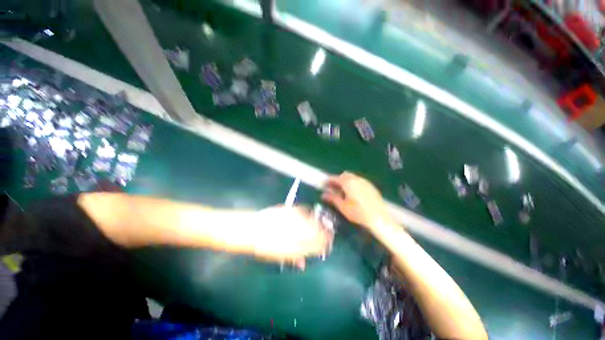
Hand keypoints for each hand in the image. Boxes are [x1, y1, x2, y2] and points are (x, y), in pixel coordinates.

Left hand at [252, 206, 332, 268]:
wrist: (251, 229)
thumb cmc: (263, 246)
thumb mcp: (278, 256)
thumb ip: (293, 258)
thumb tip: (303, 263)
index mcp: (295, 247)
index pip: (315, 247)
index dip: (323, 246)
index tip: (327, 245)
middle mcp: (297, 233)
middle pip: (317, 233)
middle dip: (325, 234)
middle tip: (329, 234)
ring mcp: (294, 220)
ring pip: (313, 222)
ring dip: (319, 224)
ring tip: (322, 224)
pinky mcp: (290, 210)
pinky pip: (303, 210)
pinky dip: (309, 213)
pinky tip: (310, 214)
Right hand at [322, 172, 392, 231]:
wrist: (379, 218)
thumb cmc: (358, 213)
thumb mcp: (342, 207)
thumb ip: (332, 198)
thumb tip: (323, 194)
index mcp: (348, 183)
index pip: (335, 178)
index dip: (328, 181)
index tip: (323, 184)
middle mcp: (357, 179)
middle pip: (344, 175)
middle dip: (337, 180)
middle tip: (333, 188)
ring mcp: (365, 182)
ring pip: (352, 177)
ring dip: (345, 181)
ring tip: (342, 191)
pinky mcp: (371, 186)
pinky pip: (359, 181)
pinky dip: (353, 183)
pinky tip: (353, 193)